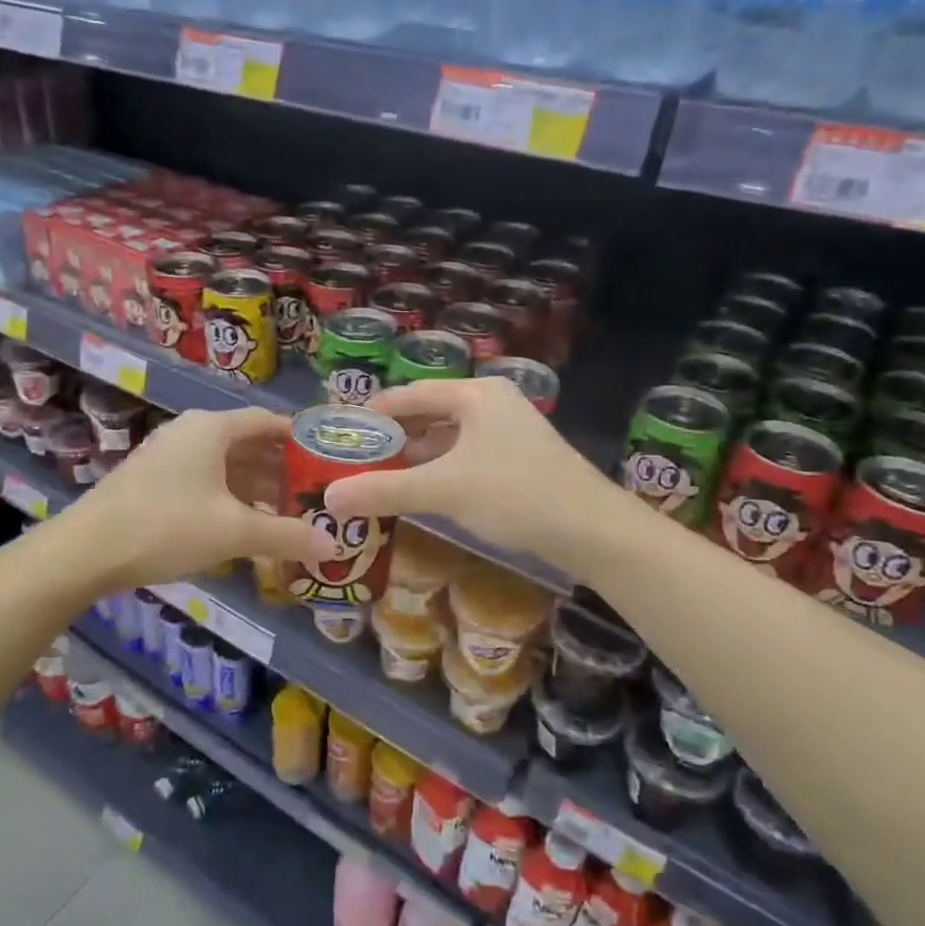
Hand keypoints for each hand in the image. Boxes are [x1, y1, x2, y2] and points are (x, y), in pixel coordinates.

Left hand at [44, 407, 333, 596]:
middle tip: (314, 494)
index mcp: (212, 427)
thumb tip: (333, 546)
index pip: (268, 421)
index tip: (328, 460)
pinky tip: (245, 525)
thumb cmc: (167, 526)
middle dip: (282, 468)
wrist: (86, 551)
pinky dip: (231, 497)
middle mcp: (191, 432)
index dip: (300, 439)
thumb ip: (286, 535)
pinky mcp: (155, 480)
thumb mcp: (234, 532)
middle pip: (248, 442)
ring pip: (226, 464)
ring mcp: (169, 455)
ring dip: (256, 486)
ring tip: (287, 513)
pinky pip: (206, 480)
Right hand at [322, 377, 618, 574]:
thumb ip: (384, 491)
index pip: (409, 395)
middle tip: (356, 461)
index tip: (341, 433)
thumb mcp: (443, 490)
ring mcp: (511, 431)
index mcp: (476, 394)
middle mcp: (494, 403)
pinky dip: (441, 471)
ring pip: (449, 439)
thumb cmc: (515, 494)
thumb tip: (330, 498)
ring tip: (381, 479)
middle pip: (429, 415)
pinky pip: (467, 457)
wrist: (594, 531)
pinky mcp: (521, 459)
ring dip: (416, 458)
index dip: (372, 413)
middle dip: (392, 439)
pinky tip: (423, 493)